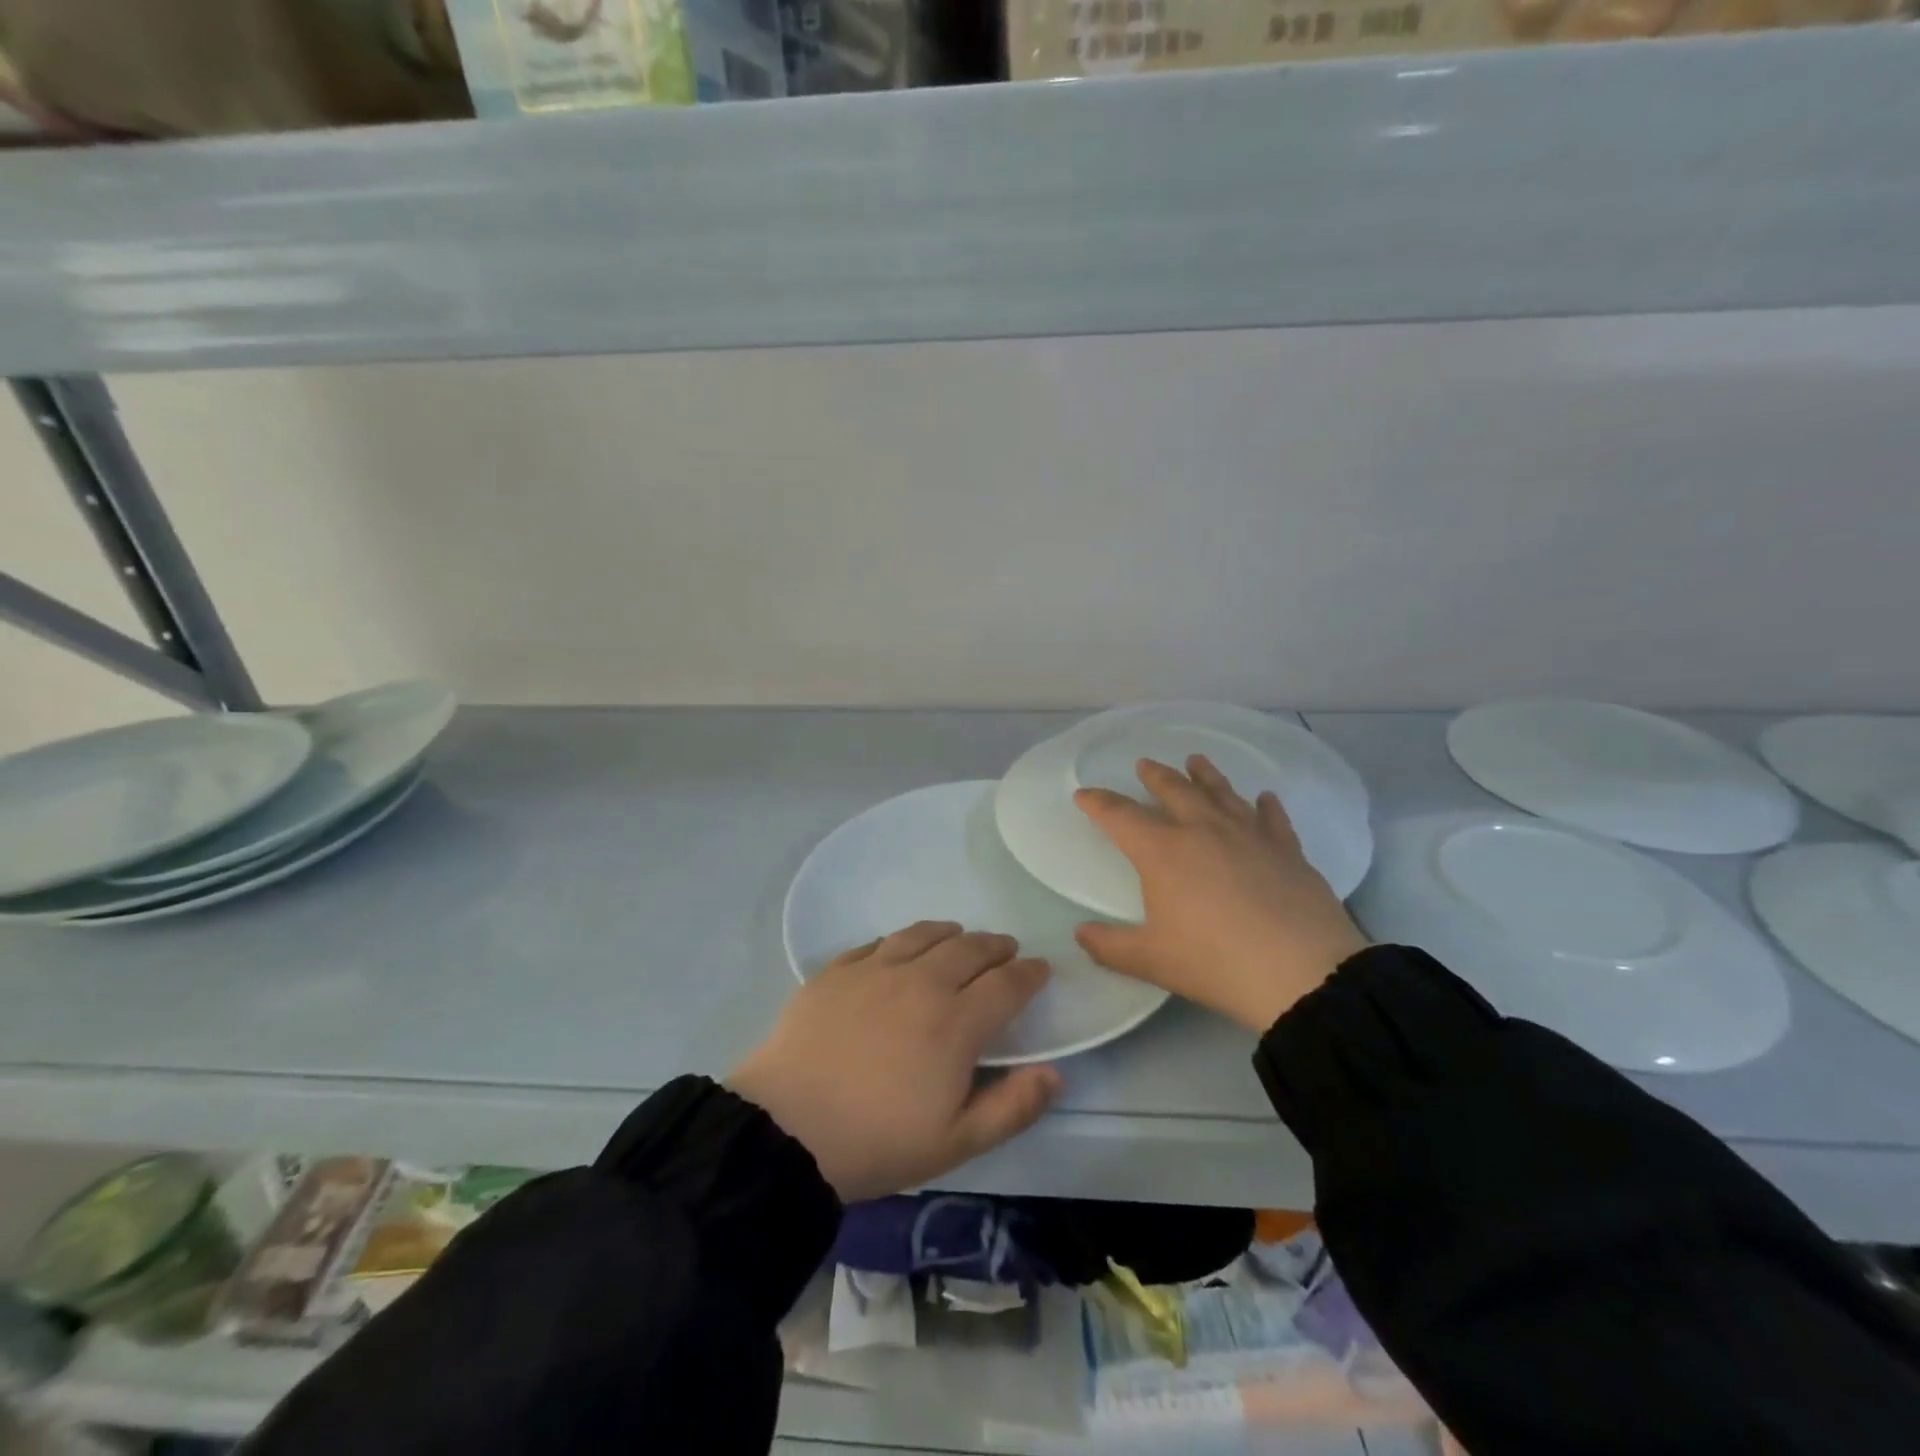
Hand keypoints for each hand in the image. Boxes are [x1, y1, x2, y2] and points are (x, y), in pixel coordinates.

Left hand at [729, 922, 1062, 1202]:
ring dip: (950, 933)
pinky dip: (902, 941)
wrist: (786, 1130)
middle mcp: (920, 983)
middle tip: (1006, 950)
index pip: (1006, 984)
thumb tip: (1055, 1074)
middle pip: (969, 949)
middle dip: (995, 947)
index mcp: (955, 1022)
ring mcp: (874, 971)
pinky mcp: (836, 971)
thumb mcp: (955, 1143)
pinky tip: (901, 948)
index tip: (1040, 970)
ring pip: (923, 935)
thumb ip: (1012, 1107)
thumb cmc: (877, 1142)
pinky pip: (878, 942)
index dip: (1029, 974)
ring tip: (960, 936)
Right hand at [1072, 756, 1369, 1032]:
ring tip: (1196, 760)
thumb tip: (1080, 934)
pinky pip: (1272, 817)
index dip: (1098, 803)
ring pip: (1222, 793)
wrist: (1303, 972)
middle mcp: (1203, 830)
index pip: (1120, 816)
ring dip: (1205, 775)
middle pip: (1174, 790)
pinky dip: (1266, 805)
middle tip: (1144, 763)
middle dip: (1155, 776)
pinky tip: (1265, 797)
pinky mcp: (1287, 850)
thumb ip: (1110, 946)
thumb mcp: (1152, 960)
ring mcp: (1249, 835)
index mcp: (1163, 851)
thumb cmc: (1215, 962)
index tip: (1084, 794)